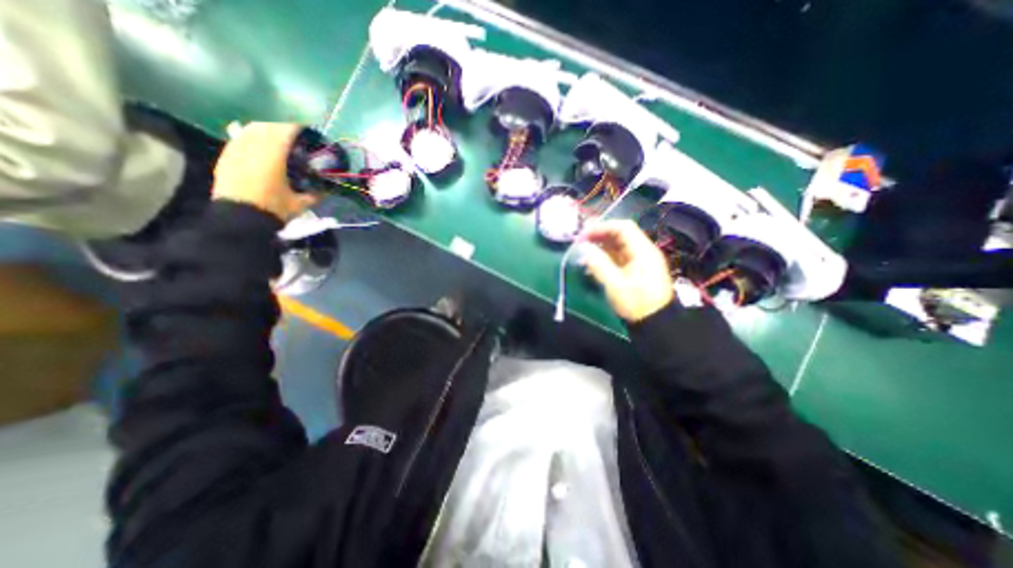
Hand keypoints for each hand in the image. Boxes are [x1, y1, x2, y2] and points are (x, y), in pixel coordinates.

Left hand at [214, 121, 319, 222]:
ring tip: (278, 140)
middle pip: (268, 125)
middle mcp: (252, 146)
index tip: (309, 129)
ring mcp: (236, 149)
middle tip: (296, 135)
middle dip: (282, 126)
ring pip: (251, 129)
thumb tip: (326, 190)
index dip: (299, 126)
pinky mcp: (227, 157)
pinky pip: (241, 139)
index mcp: (273, 154)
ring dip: (266, 131)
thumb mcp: (300, 203)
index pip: (286, 129)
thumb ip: (315, 194)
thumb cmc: (273, 209)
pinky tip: (261, 150)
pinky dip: (253, 139)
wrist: (239, 219)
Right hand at [578, 219, 669, 322]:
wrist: (656, 323)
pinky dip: (606, 256)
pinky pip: (619, 256)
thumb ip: (599, 264)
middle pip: (621, 234)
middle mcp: (643, 251)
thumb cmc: (636, 304)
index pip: (623, 227)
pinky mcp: (637, 270)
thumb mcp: (615, 285)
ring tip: (584, 251)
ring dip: (601, 245)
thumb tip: (584, 248)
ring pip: (619, 245)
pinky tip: (594, 262)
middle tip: (581, 241)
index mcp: (643, 251)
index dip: (602, 227)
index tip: (584, 235)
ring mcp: (641, 260)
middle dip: (600, 235)